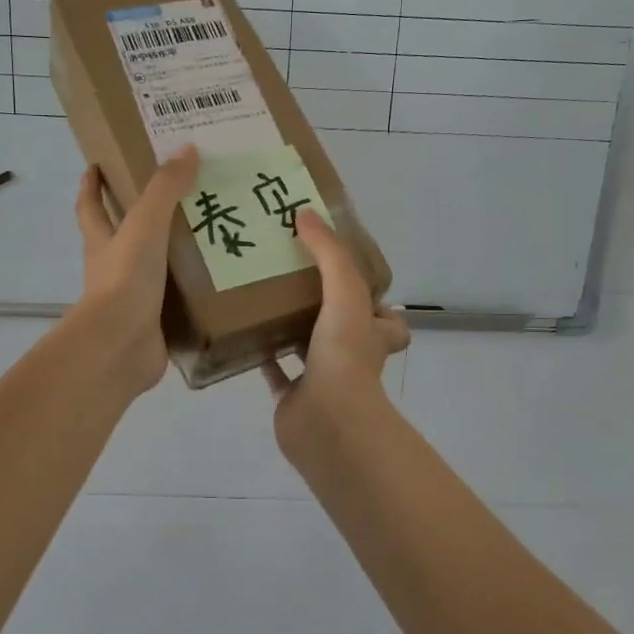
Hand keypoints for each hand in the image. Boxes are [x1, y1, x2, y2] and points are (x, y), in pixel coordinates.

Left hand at [72, 145, 198, 395]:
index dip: (91, 186)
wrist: (121, 345)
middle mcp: (112, 268)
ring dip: (171, 255)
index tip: (94, 166)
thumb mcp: (145, 224)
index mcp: (103, 241)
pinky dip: (190, 291)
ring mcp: (132, 298)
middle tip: (173, 197)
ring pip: (151, 269)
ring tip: (209, 236)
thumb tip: (187, 148)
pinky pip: (175, 301)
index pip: (90, 206)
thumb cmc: (126, 279)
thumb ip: (165, 189)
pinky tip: (218, 281)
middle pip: (119, 237)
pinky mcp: (154, 324)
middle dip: (137, 219)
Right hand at [262, 210, 408, 458]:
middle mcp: (352, 357)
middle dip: (327, 309)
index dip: (376, 302)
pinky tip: (244, 333)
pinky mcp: (294, 397)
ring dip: (292, 328)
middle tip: (295, 277)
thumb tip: (305, 213)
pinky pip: (277, 372)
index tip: (347, 276)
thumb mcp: (345, 292)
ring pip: (310, 348)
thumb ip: (328, 253)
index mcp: (372, 335)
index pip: (388, 319)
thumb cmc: (344, 354)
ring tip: (265, 296)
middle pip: (346, 330)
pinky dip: (264, 355)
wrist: (326, 419)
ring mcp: (323, 379)